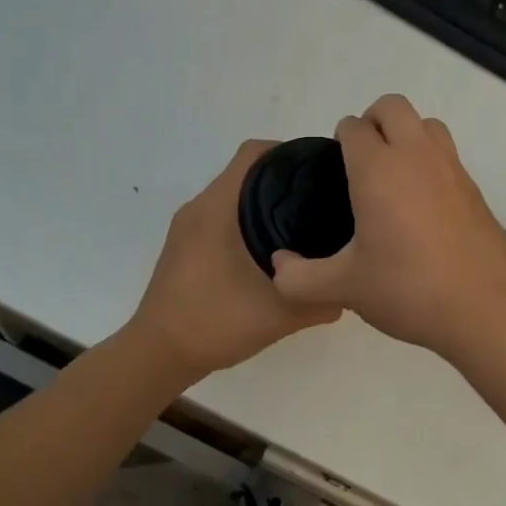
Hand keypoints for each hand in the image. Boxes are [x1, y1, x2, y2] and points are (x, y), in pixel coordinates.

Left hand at [127, 140, 342, 386]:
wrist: (158, 354)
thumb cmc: (213, 322)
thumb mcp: (277, 314)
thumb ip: (317, 300)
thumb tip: (348, 292)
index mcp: (217, 208)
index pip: (253, 153)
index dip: (289, 151)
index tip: (321, 168)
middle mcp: (199, 207)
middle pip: (246, 170)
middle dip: (284, 176)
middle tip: (323, 197)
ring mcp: (188, 226)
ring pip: (234, 194)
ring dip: (265, 199)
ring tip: (305, 220)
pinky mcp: (186, 245)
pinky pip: (222, 215)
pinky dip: (248, 218)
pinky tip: (274, 247)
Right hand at [270, 94, 505, 356]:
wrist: (486, 307)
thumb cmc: (409, 288)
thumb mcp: (345, 288)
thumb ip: (300, 277)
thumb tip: (278, 265)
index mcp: (378, 169)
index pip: (353, 127)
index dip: (340, 141)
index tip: (336, 171)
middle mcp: (415, 155)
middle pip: (392, 106)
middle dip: (372, 121)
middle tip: (361, 162)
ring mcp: (450, 167)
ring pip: (425, 123)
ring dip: (406, 133)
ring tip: (393, 176)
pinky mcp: (474, 187)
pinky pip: (446, 153)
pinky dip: (430, 160)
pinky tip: (422, 204)